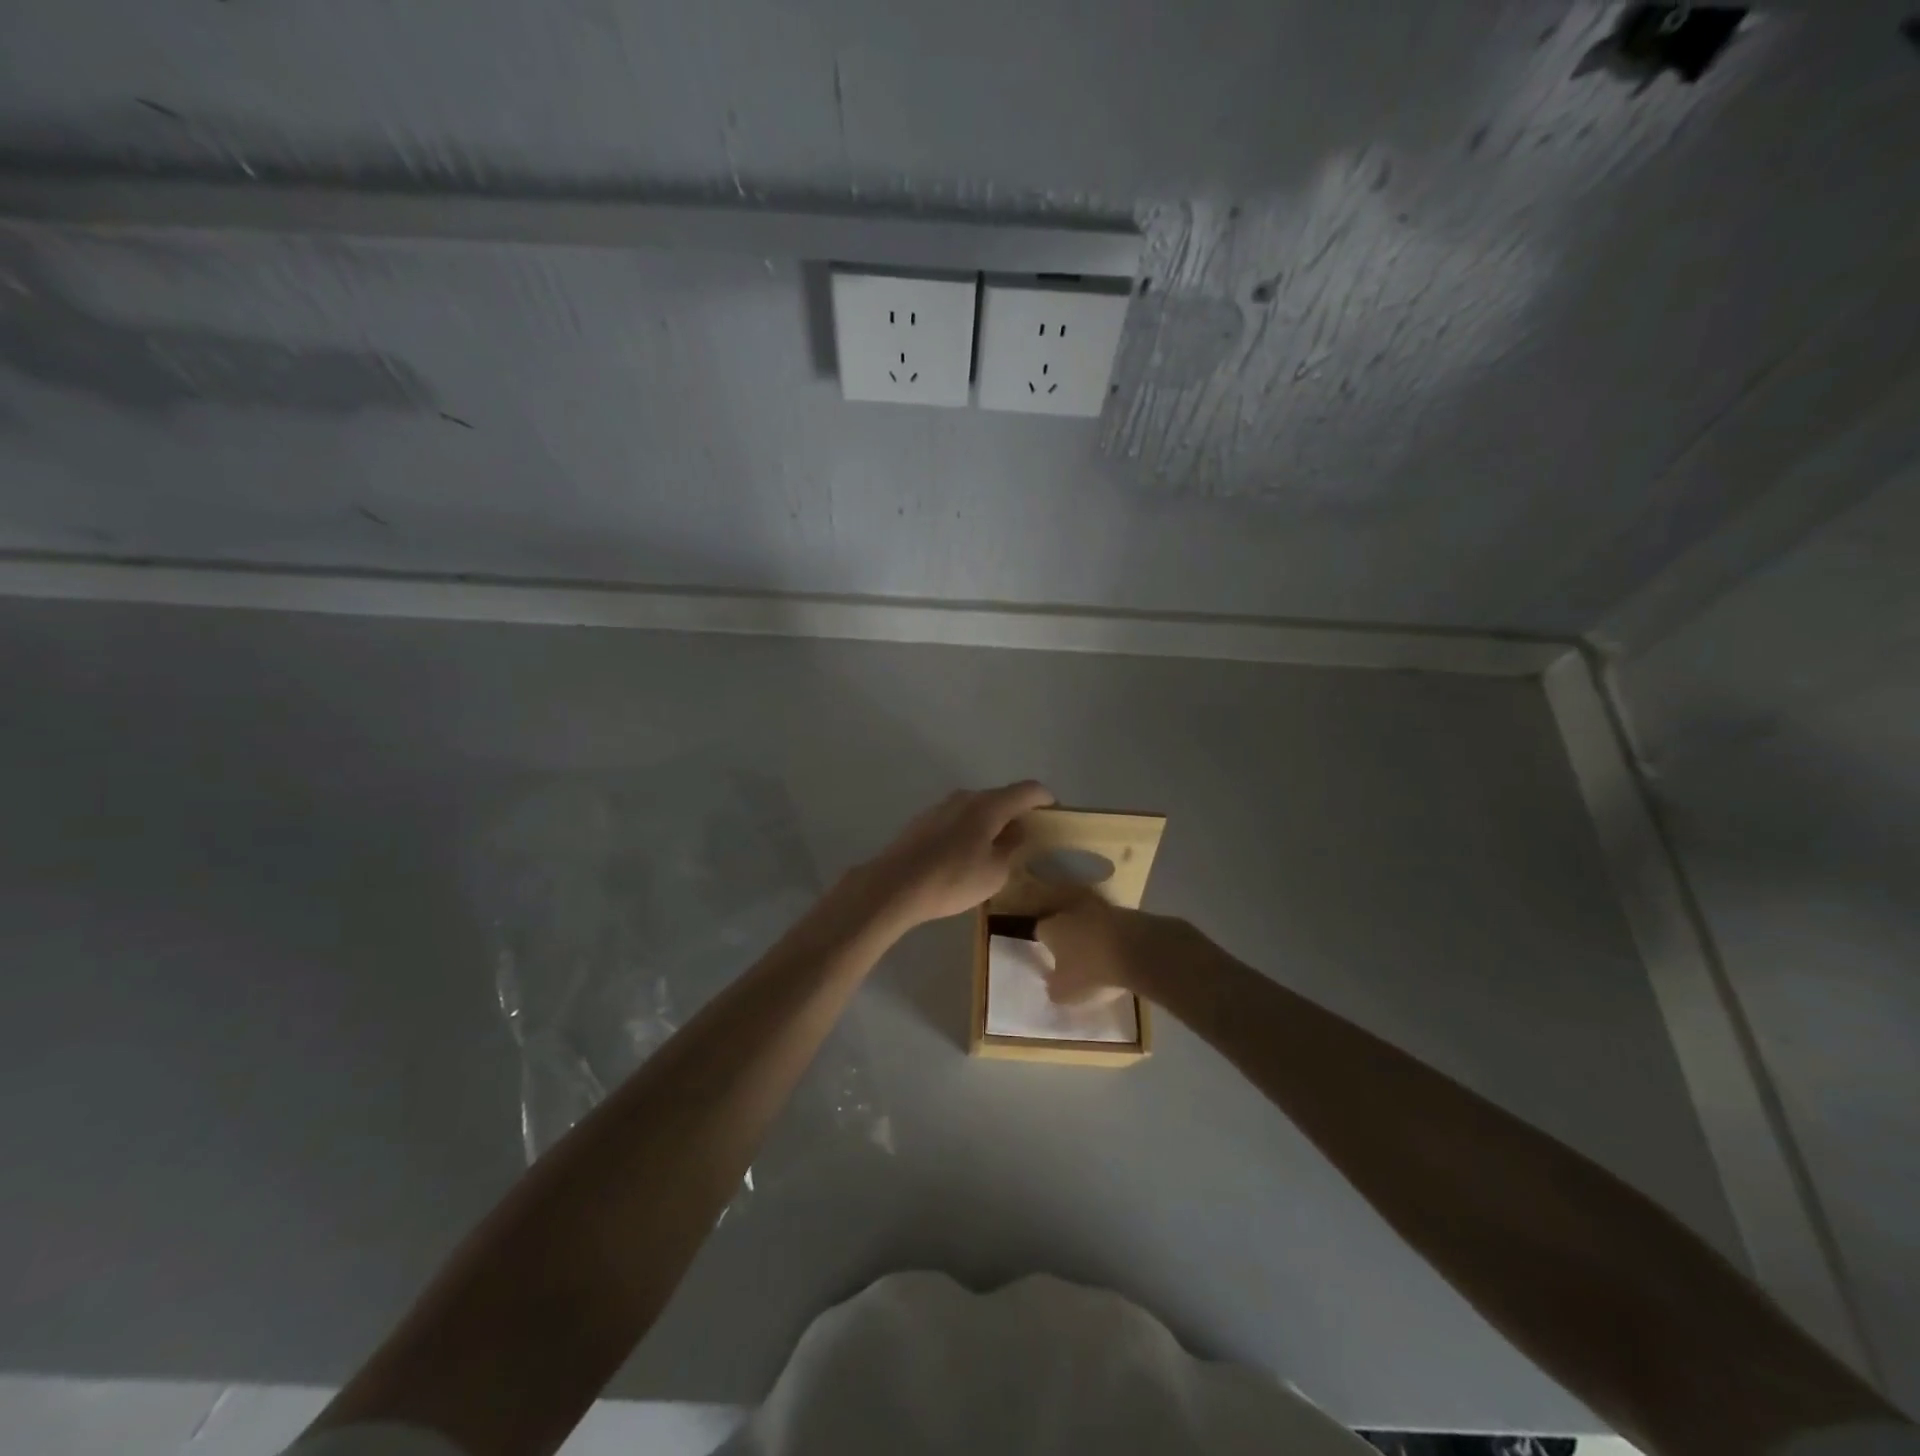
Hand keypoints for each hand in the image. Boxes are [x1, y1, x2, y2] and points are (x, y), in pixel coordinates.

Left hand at [860, 781, 1056, 929]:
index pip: (1028, 790)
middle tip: (1028, 838)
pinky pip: (958, 818)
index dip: (1045, 799)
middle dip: (1017, 813)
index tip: (1054, 813)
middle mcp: (966, 797)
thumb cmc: (952, 879)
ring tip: (997, 849)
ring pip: (977, 808)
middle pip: (1001, 797)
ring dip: (992, 822)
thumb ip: (1012, 848)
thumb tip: (1016, 832)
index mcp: (989, 805)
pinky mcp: (924, 820)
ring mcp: (942, 806)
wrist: (895, 885)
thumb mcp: (995, 873)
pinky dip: (971, 829)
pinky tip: (967, 855)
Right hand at [1037, 897, 1197, 1004]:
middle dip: (1066, 937)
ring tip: (1095, 956)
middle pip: (1063, 922)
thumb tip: (1052, 984)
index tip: (1046, 956)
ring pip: (1087, 922)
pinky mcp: (1123, 912)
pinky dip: (1110, 936)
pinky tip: (1116, 952)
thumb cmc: (1090, 970)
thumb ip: (1054, 989)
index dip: (1042, 944)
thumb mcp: (1065, 992)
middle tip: (1070, 957)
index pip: (1038, 931)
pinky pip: (1109, 925)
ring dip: (1090, 935)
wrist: (1135, 950)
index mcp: (1050, 928)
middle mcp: (1070, 912)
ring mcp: (1098, 909)